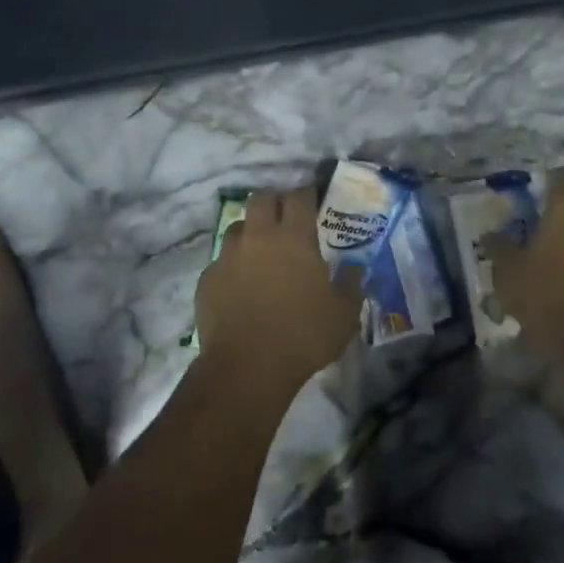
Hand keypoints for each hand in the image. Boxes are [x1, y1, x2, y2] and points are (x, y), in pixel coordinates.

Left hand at [197, 187, 361, 397]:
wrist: (247, 368)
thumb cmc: (303, 335)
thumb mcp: (344, 314)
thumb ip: (352, 285)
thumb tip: (356, 269)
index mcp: (294, 237)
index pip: (299, 197)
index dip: (306, 194)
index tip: (313, 200)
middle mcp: (259, 237)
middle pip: (262, 198)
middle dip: (274, 201)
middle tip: (285, 218)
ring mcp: (228, 256)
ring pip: (237, 226)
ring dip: (250, 231)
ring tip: (260, 250)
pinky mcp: (208, 279)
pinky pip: (221, 261)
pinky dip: (232, 265)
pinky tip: (240, 284)